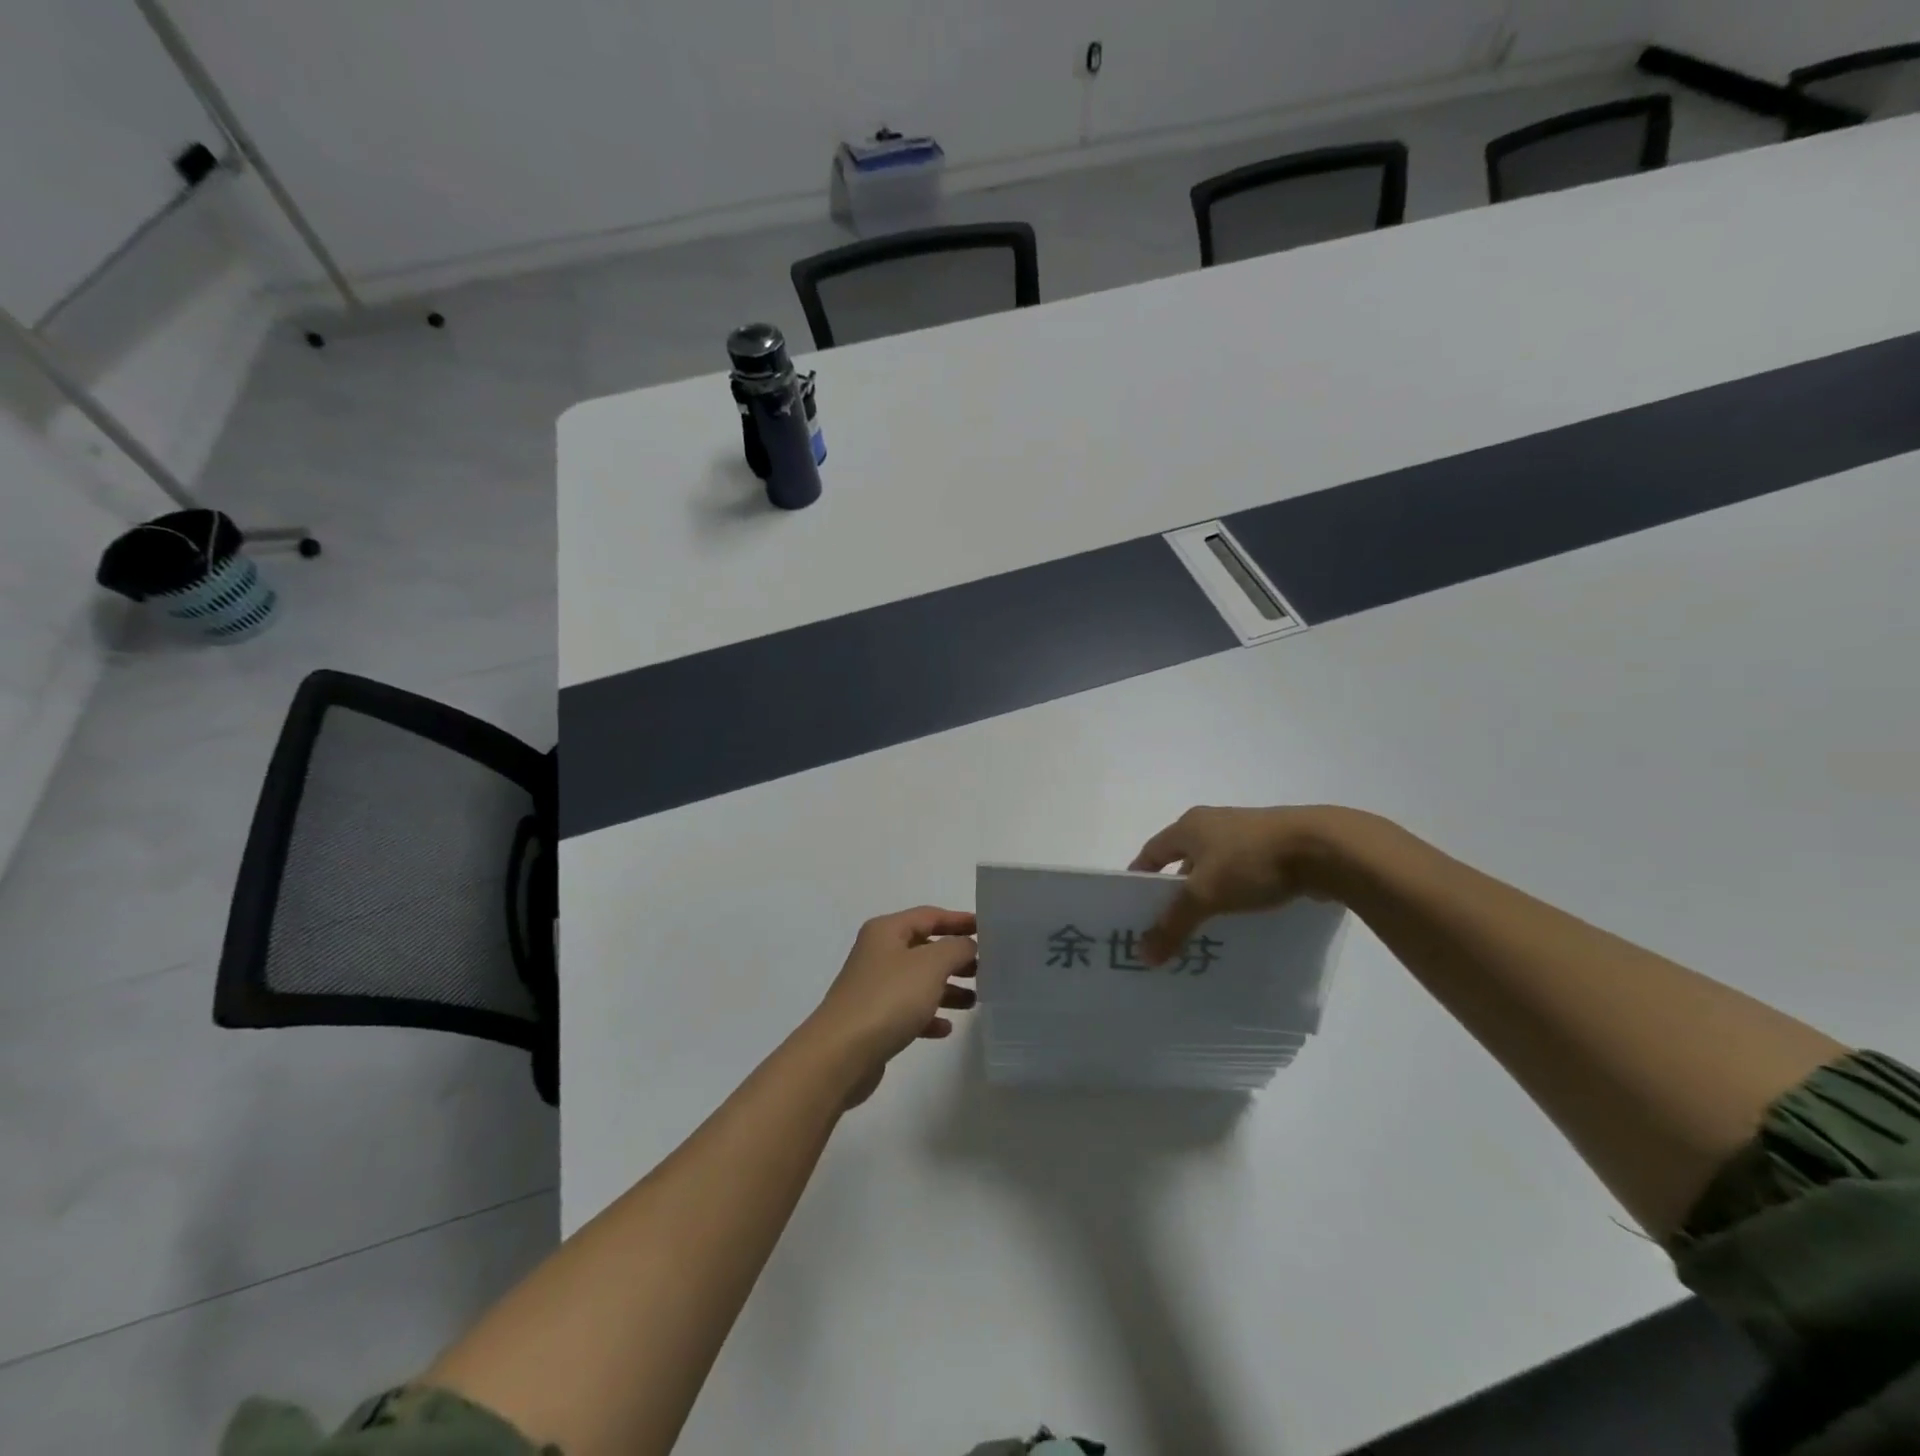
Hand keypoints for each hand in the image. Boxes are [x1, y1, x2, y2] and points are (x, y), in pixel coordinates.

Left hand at [807, 907, 977, 1104]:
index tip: (987, 929)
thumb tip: (967, 945)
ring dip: (947, 988)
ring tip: (975, 1000)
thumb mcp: (930, 965)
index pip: (929, 916)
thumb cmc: (889, 998)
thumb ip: (956, 948)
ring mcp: (874, 987)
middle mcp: (878, 954)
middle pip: (924, 948)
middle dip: (955, 957)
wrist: (841, 1054)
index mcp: (887, 931)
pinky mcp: (874, 1020)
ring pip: (918, 981)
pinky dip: (928, 1015)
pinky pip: (908, 1011)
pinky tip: (946, 1028)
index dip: (959, 920)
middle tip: (986, 969)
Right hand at [1129, 806, 1362, 963]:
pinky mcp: (1276, 849)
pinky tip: (1241, 920)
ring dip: (1208, 895)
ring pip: (1216, 869)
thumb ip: (1173, 924)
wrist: (1324, 848)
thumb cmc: (1251, 862)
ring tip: (1204, 929)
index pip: (1152, 852)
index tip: (1133, 908)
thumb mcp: (1205, 894)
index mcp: (1189, 826)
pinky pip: (1244, 875)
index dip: (1140, 878)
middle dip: (1175, 892)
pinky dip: (1236, 895)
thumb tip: (1142, 954)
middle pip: (1183, 860)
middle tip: (1168, 927)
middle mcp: (1214, 824)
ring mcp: (1247, 834)